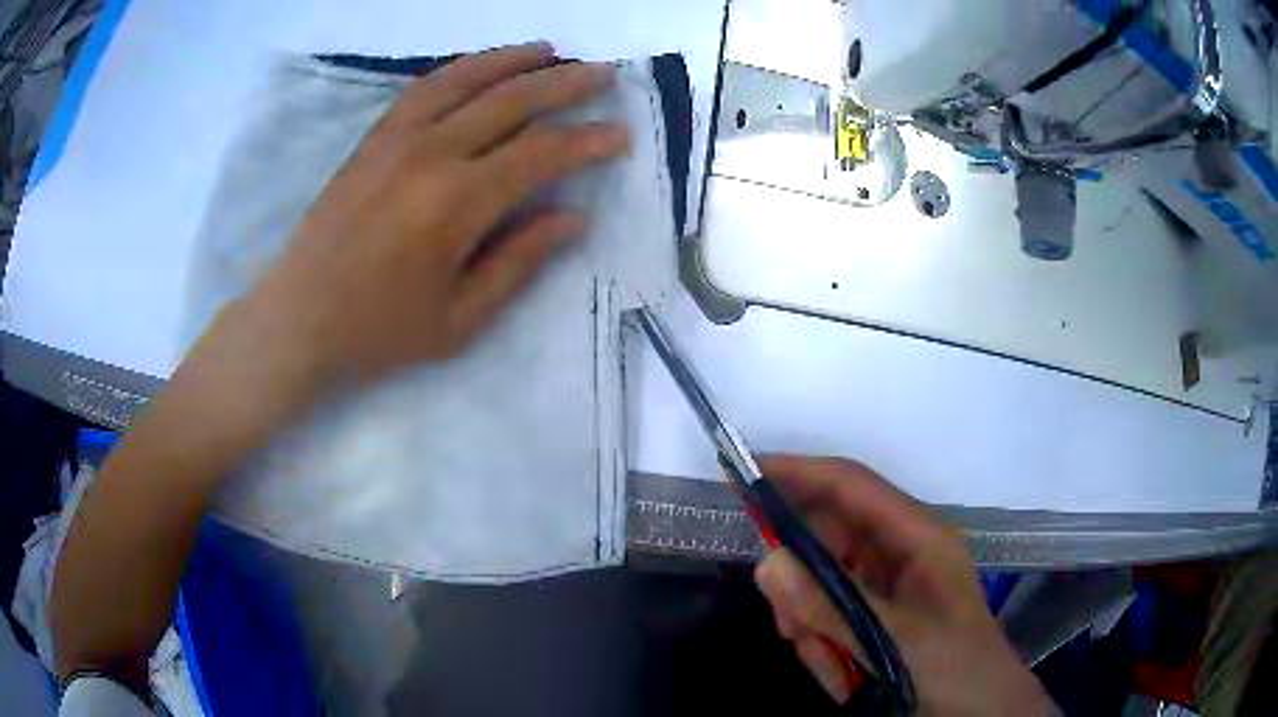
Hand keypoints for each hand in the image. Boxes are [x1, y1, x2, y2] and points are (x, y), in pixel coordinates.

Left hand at [241, 42, 628, 387]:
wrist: (297, 318)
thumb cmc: (378, 330)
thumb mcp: (459, 320)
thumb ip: (518, 262)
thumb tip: (573, 218)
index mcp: (457, 204)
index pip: (540, 155)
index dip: (587, 141)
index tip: (620, 134)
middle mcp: (431, 154)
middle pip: (511, 101)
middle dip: (565, 83)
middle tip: (604, 72)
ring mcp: (396, 139)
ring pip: (465, 80)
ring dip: (513, 60)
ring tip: (550, 50)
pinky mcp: (372, 139)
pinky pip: (423, 89)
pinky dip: (459, 69)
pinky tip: (480, 66)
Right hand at [753, 456, 1053, 714]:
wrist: (979, 711)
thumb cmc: (955, 667)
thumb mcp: (896, 641)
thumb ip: (832, 606)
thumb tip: (768, 562)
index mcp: (919, 537)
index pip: (852, 487)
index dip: (801, 473)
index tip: (746, 473)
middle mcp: (899, 552)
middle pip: (829, 540)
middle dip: (802, 582)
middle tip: (788, 622)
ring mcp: (885, 585)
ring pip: (820, 583)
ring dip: (810, 622)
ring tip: (826, 660)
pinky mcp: (873, 615)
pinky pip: (826, 614)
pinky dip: (819, 641)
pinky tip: (837, 671)